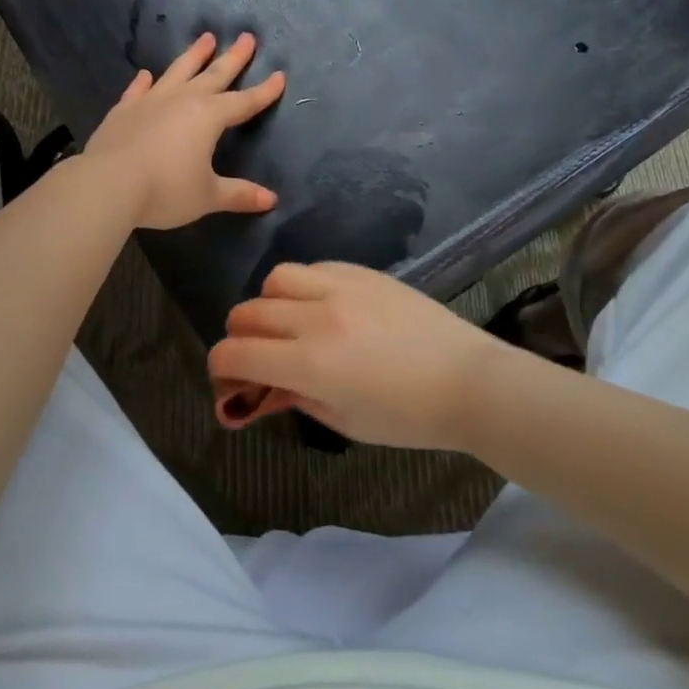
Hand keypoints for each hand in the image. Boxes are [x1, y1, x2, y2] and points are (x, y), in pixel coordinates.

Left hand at [80, 31, 285, 229]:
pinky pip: (137, 90)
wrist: (108, 184)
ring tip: (206, 38)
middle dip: (234, 57)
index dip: (264, 91)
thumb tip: (271, 199)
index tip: (280, 75)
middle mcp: (183, 100)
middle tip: (248, 37)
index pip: (244, 102)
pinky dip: (144, 82)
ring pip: (178, 71)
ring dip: (194, 55)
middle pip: (214, 74)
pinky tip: (146, 74)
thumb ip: (238, 194)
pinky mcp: (124, 110)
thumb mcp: (207, 195)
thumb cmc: (166, 190)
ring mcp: (151, 101)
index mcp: (209, 117)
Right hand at [208, 263, 510, 448]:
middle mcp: (316, 317)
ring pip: (275, 279)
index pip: (236, 354)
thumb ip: (294, 398)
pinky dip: (304, 286)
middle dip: (239, 337)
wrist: (468, 380)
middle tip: (256, 355)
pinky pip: (313, 266)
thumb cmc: (408, 417)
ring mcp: (340, 287)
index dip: (220, 368)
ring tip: (290, 322)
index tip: (227, 378)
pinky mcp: (361, 272)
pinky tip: (321, 304)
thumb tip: (261, 389)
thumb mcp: (345, 421)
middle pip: (248, 313)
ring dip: (270, 303)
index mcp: (310, 363)